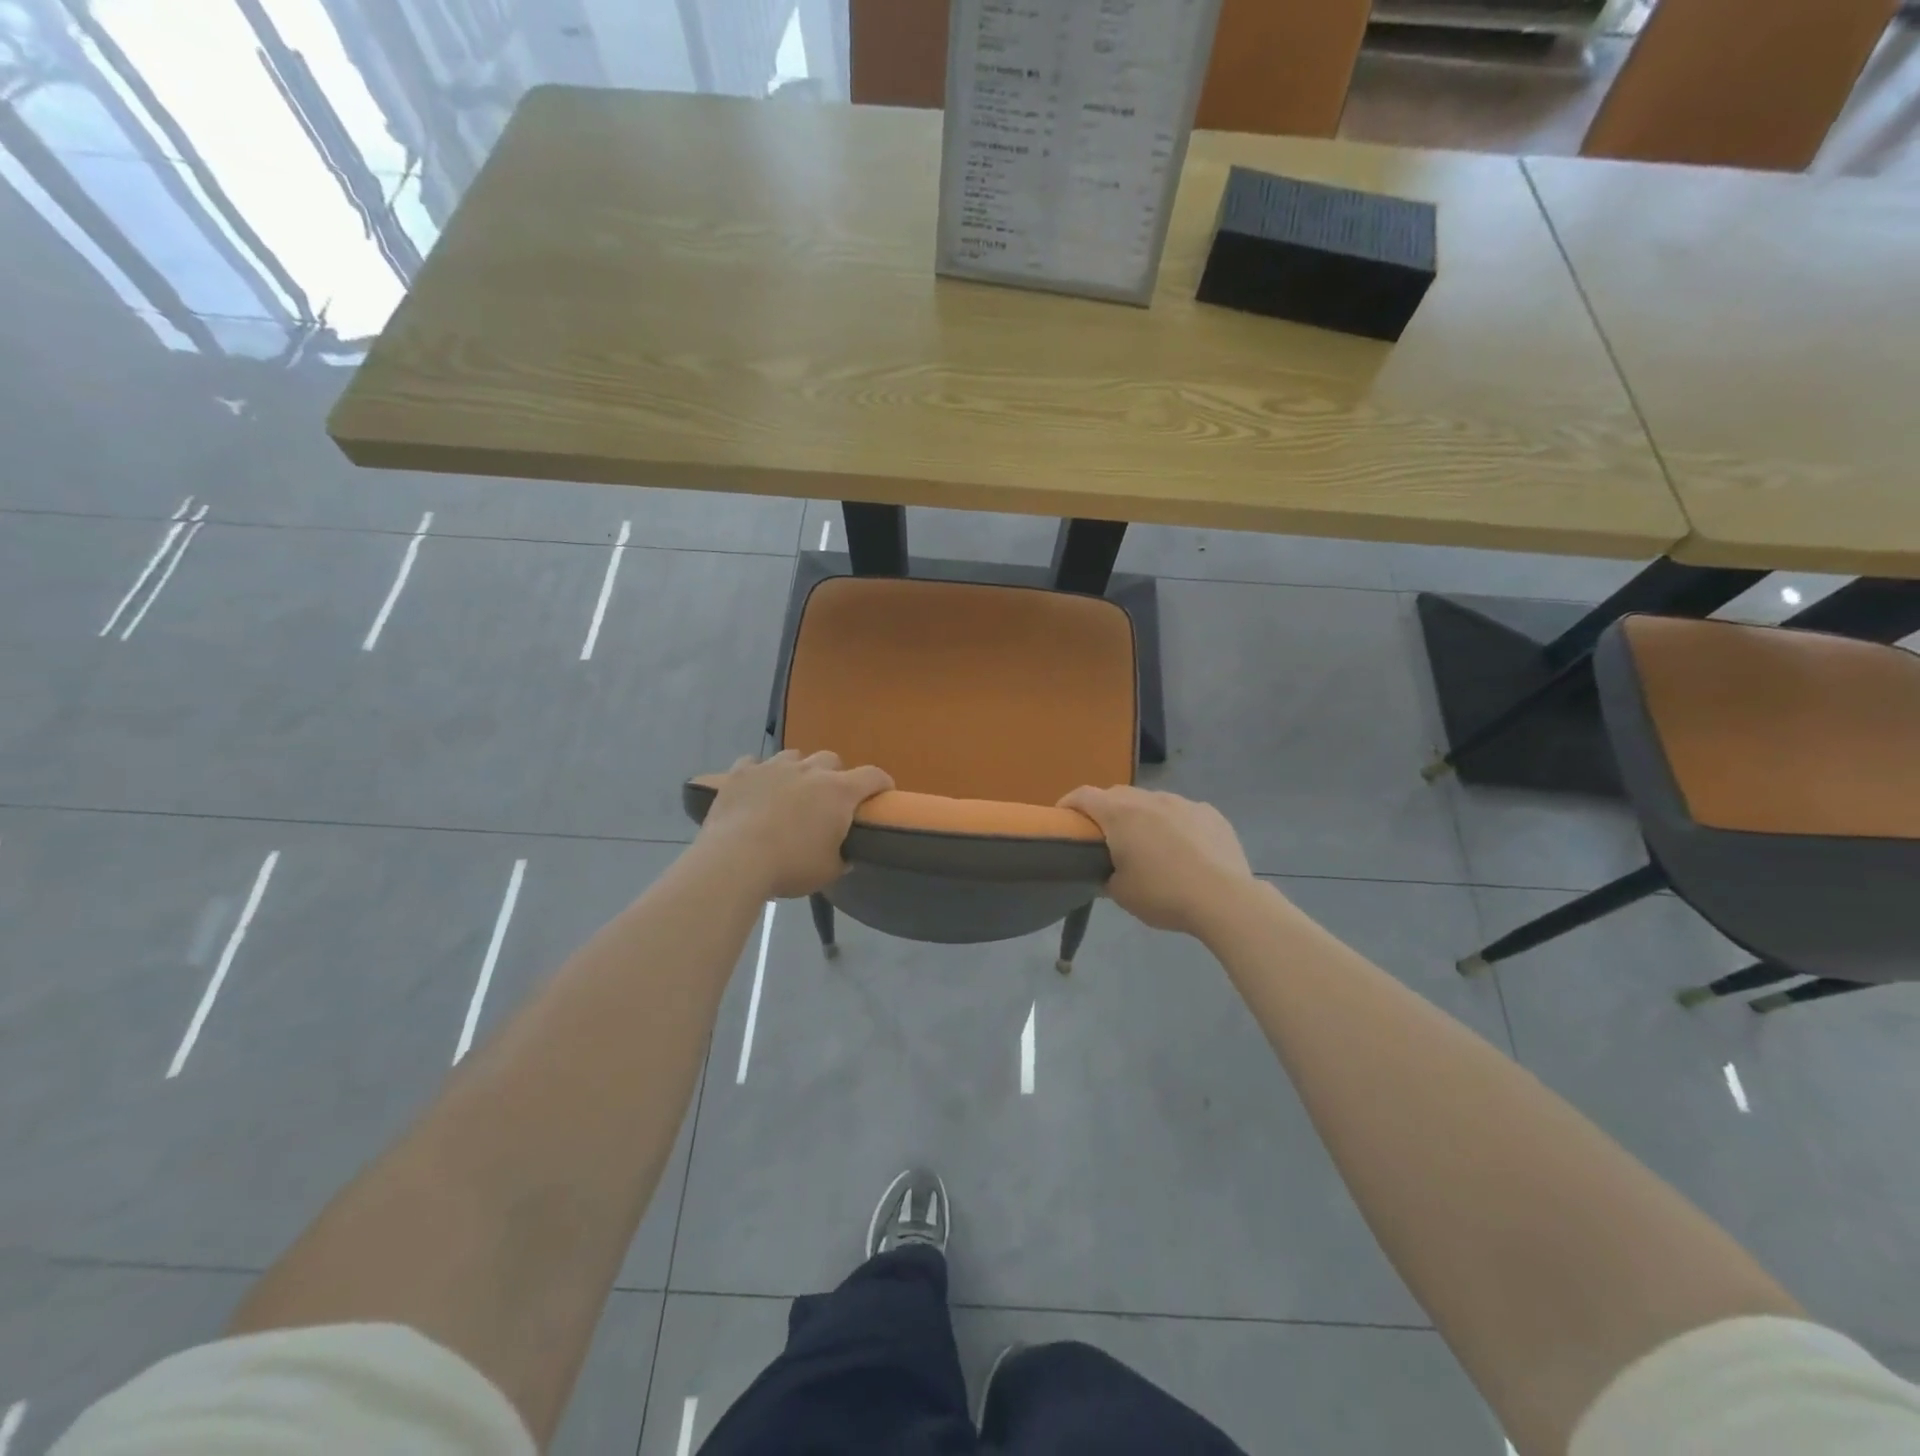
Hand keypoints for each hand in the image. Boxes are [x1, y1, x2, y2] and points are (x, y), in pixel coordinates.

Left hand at [695, 751, 893, 898]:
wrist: (735, 860)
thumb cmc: (791, 866)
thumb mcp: (829, 870)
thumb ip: (842, 856)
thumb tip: (845, 854)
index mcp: (838, 792)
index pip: (873, 776)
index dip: (882, 783)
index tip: (883, 793)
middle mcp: (809, 771)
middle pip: (831, 759)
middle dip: (834, 775)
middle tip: (827, 799)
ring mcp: (773, 767)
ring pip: (794, 756)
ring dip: (798, 770)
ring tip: (790, 791)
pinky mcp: (741, 773)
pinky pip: (754, 764)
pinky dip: (759, 775)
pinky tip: (756, 790)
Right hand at [1058, 785, 1257, 936]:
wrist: (1225, 899)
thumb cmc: (1163, 894)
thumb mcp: (1120, 893)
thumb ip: (1105, 875)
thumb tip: (1107, 871)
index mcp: (1120, 814)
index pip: (1083, 796)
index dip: (1068, 804)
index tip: (1063, 819)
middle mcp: (1149, 799)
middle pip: (1118, 795)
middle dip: (1107, 812)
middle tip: (1105, 838)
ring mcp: (1183, 803)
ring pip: (1152, 802)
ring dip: (1143, 817)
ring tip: (1149, 845)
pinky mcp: (1211, 814)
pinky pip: (1183, 813)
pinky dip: (1175, 825)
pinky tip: (1184, 850)